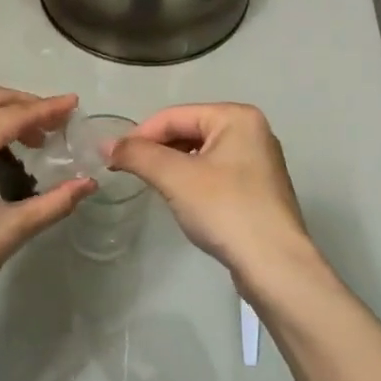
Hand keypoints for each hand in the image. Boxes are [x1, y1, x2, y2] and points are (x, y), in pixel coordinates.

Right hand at [107, 103, 314, 288]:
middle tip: (129, 172)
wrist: (274, 265)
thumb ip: (137, 155)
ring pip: (201, 153)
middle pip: (189, 130)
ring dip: (172, 166)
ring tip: (153, 185)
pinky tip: (181, 200)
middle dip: (157, 150)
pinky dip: (192, 180)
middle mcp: (252, 130)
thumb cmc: (225, 210)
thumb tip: (106, 145)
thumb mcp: (174, 177)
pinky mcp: (258, 189)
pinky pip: (215, 173)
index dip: (139, 135)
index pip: (174, 116)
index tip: (113, 158)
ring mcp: (258, 161)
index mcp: (236, 117)